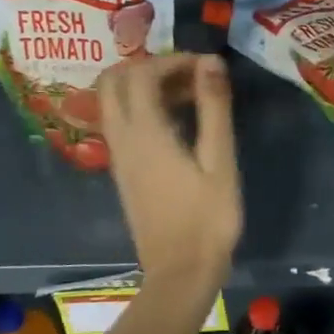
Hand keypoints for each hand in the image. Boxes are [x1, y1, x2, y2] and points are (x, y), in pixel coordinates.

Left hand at [99, 54, 241, 289]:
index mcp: (145, 133)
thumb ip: (214, 107)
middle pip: (113, 80)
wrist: (180, 274)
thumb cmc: (208, 218)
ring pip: (113, 100)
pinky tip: (177, 121)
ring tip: (189, 96)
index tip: (207, 67)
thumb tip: (211, 61)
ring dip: (145, 86)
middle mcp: (122, 138)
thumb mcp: (220, 160)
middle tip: (189, 76)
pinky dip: (141, 106)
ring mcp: (118, 156)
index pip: (142, 73)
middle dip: (149, 67)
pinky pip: (120, 121)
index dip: (173, 60)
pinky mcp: (123, 171)